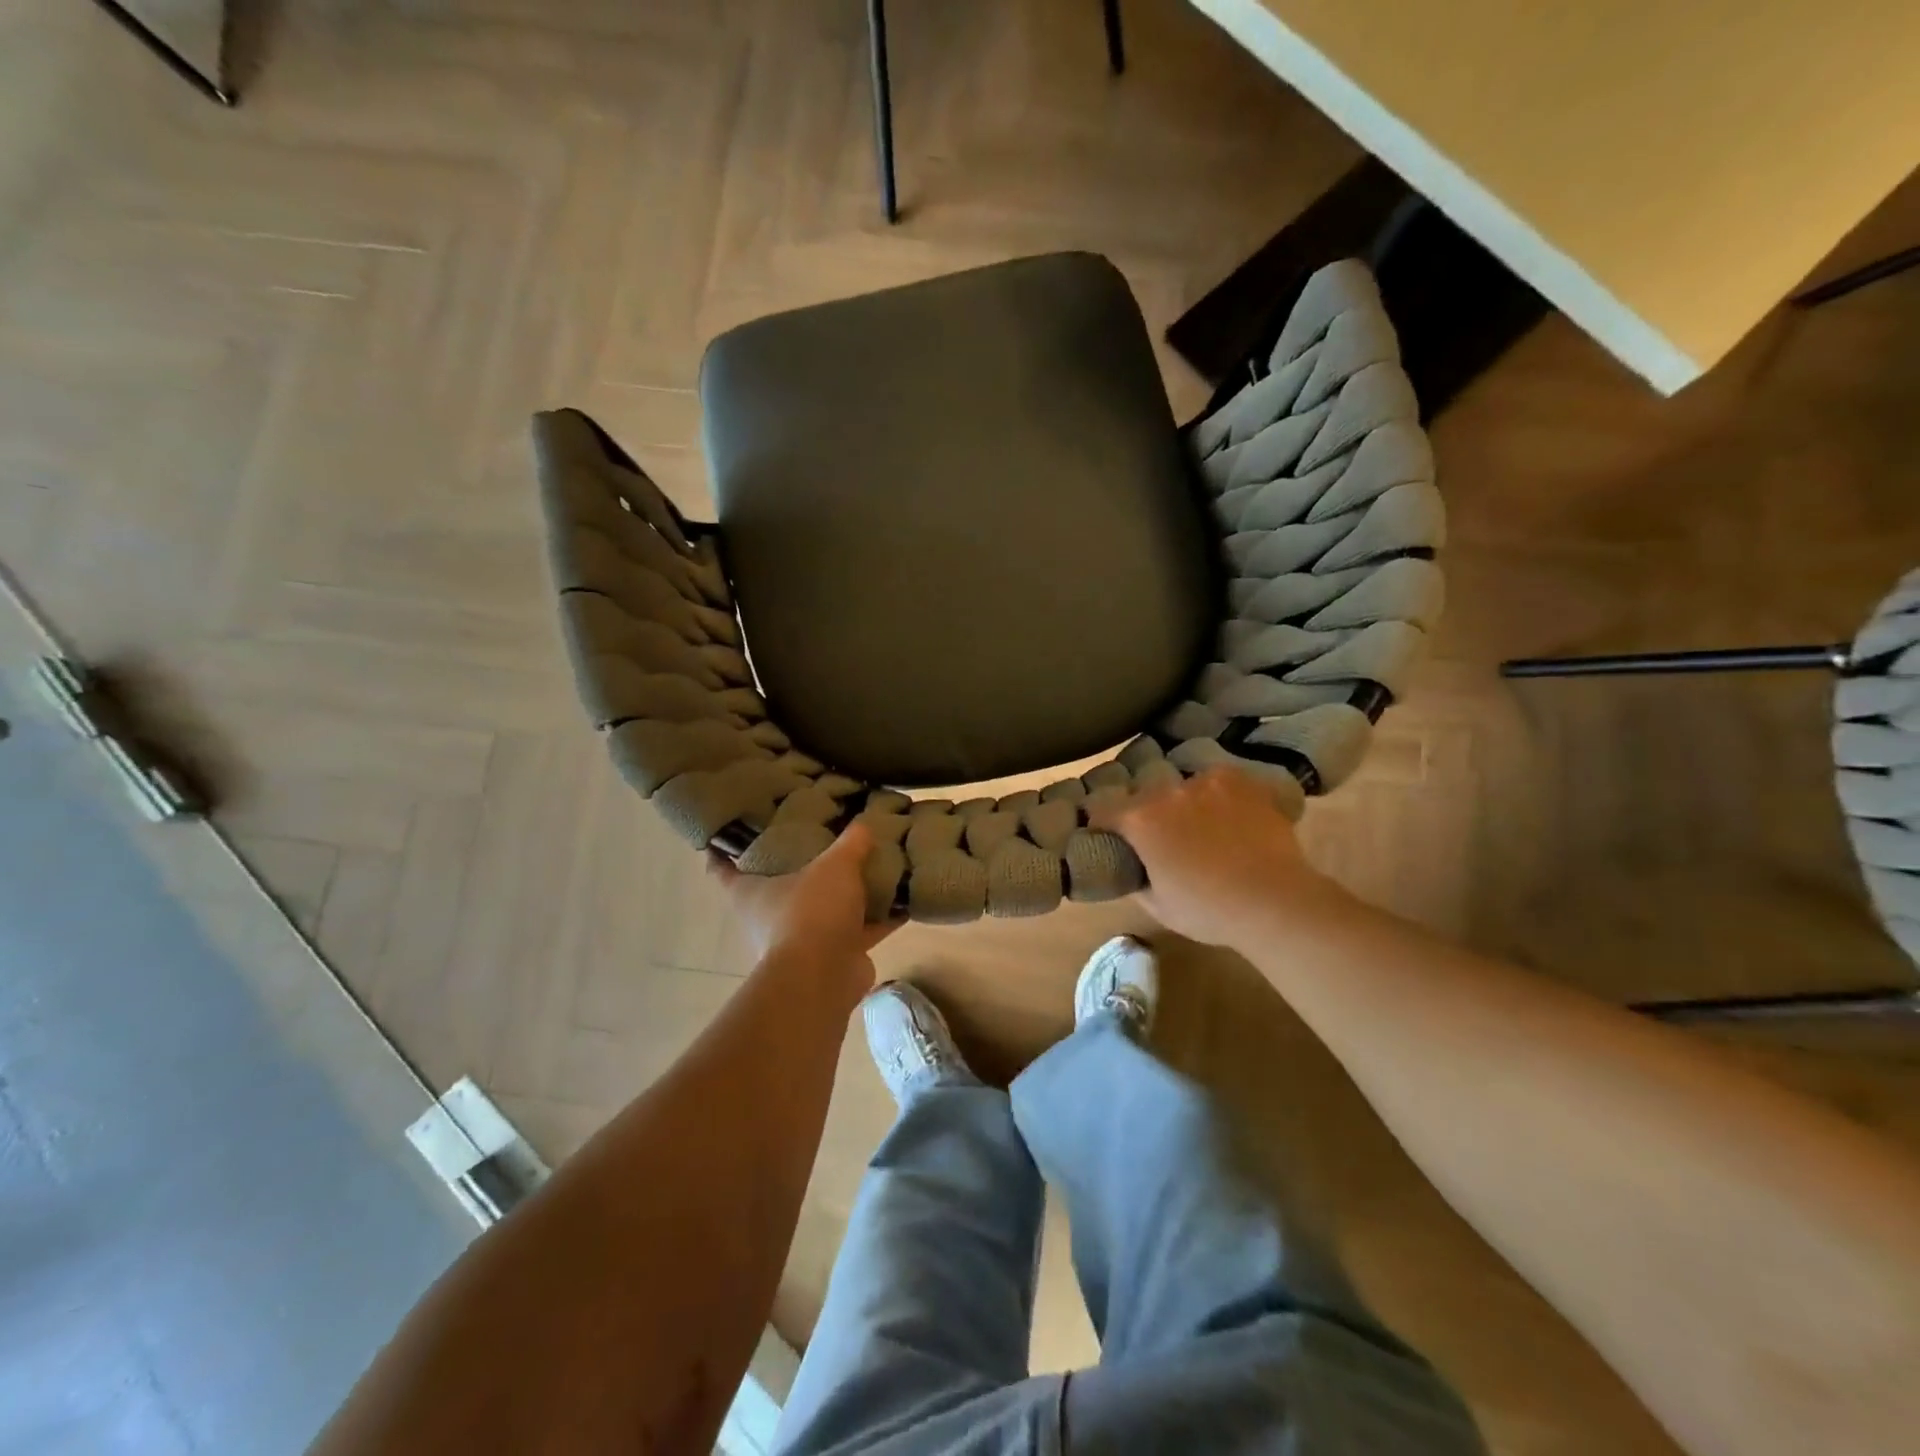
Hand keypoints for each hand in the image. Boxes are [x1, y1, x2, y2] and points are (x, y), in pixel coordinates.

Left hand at [709, 822, 898, 982]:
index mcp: (750, 892)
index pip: (723, 867)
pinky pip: (858, 930)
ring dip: (846, 895)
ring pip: (823, 909)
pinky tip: (904, 899)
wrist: (825, 976)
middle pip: (779, 886)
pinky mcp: (833, 956)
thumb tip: (864, 823)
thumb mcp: (834, 865)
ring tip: (872, 865)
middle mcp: (769, 916)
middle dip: (799, 868)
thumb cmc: (811, 911)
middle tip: (822, 838)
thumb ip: (850, 843)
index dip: (725, 848)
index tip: (734, 830)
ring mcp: (801, 940)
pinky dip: (879, 918)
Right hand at [1093, 767, 1348, 948]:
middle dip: (1148, 815)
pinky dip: (1219, 797)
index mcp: (1140, 820)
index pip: (1102, 810)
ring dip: (1184, 804)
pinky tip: (1232, 817)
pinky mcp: (1242, 781)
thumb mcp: (1157, 906)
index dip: (1102, 826)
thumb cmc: (1209, 910)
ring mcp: (1207, 781)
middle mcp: (1168, 791)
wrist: (1275, 901)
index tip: (1110, 839)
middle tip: (1164, 840)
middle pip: (1145, 797)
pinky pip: (1219, 783)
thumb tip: (1133, 867)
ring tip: (1203, 828)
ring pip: (1184, 788)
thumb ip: (1136, 878)